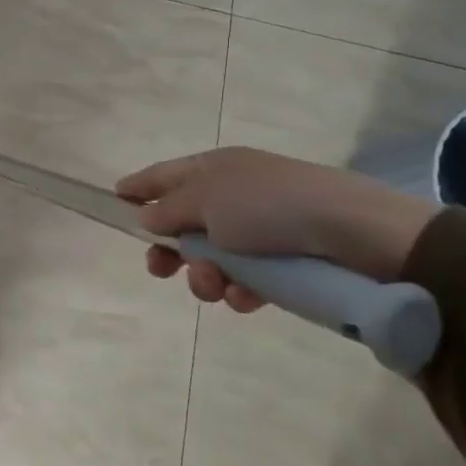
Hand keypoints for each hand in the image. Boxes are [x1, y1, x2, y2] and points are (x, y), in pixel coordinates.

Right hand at [116, 148, 438, 311]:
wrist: (351, 231)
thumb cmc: (267, 205)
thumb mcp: (207, 200)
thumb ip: (169, 210)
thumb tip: (146, 216)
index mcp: (214, 168)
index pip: (165, 174)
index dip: (139, 186)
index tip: (114, 198)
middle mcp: (234, 194)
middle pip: (185, 221)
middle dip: (170, 248)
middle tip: (159, 269)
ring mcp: (260, 228)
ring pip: (213, 257)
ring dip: (205, 274)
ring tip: (215, 285)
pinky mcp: (284, 261)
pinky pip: (245, 278)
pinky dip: (239, 289)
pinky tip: (244, 297)